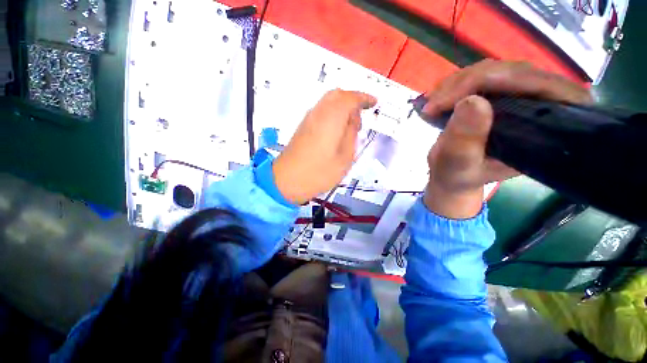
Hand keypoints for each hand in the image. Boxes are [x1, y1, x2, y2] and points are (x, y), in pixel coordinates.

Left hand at [273, 89, 376, 204]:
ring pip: (328, 102)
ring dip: (342, 107)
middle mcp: (318, 112)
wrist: (287, 180)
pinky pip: (321, 112)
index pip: (351, 98)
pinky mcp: (303, 127)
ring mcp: (308, 119)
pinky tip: (336, 130)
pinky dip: (332, 114)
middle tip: (361, 117)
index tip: (373, 102)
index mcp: (331, 118)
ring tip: (350, 127)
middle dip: (352, 100)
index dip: (364, 98)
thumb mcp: (345, 157)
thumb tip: (353, 120)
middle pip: (337, 95)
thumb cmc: (319, 172)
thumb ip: (351, 134)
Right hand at [422, 60, 592, 218]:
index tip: (447, 101)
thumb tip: (470, 101)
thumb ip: (465, 141)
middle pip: (512, 72)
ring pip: (494, 70)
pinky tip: (438, 99)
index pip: (533, 86)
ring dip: (457, 84)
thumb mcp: (459, 165)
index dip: (490, 83)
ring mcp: (521, 97)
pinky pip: (481, 76)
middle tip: (433, 104)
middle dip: (466, 84)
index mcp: (547, 129)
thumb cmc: (458, 176)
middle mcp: (542, 107)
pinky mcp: (502, 95)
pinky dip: (455, 85)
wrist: (452, 175)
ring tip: (432, 105)